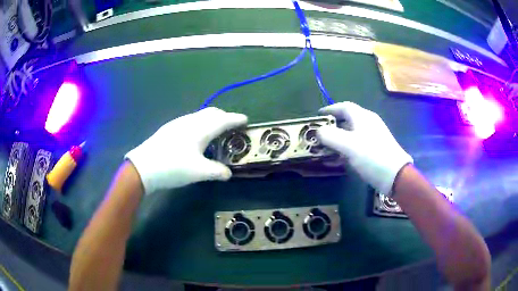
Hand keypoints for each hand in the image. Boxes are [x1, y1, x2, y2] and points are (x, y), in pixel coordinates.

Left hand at [125, 107, 247, 193]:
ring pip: (200, 115)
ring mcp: (178, 123)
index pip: (223, 120)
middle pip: (212, 113)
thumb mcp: (198, 172)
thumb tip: (228, 174)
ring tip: (214, 132)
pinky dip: (200, 124)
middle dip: (224, 116)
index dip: (236, 119)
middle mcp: (190, 121)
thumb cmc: (173, 167)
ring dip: (211, 120)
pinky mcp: (169, 128)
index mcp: (201, 129)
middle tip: (231, 127)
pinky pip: (191, 120)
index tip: (246, 120)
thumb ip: (217, 171)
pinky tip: (195, 137)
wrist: (143, 167)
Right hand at [317, 102, 411, 194]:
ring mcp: (373, 137)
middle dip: (332, 126)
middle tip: (319, 134)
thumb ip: (330, 136)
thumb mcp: (348, 145)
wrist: (395, 176)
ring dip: (338, 139)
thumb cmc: (372, 156)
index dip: (330, 109)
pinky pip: (356, 145)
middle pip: (347, 120)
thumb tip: (318, 131)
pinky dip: (346, 149)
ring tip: (326, 148)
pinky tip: (339, 159)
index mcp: (363, 117)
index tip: (318, 116)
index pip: (344, 107)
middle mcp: (368, 123)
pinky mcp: (375, 149)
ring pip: (351, 134)